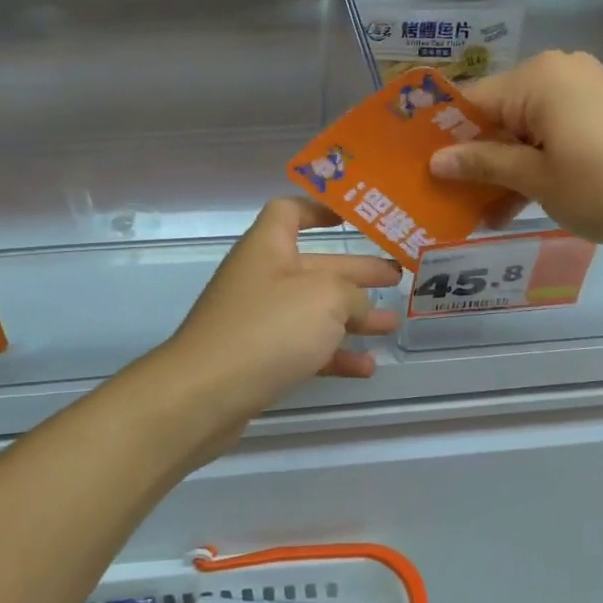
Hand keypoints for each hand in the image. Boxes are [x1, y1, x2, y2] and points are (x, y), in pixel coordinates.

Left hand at [160, 199, 402, 419]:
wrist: (205, 394)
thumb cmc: (268, 329)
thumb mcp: (326, 299)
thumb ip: (352, 294)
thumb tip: (357, 307)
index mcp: (268, 248)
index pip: (290, 211)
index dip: (319, 209)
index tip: (351, 218)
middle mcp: (262, 279)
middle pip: (315, 266)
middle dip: (357, 272)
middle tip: (397, 277)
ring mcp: (258, 321)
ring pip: (314, 311)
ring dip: (353, 317)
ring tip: (391, 325)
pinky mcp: (259, 359)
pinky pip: (304, 349)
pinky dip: (334, 355)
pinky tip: (366, 368)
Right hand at [428, 50, 602, 252]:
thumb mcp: (536, 178)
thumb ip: (483, 163)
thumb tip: (435, 161)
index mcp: (537, 78)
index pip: (471, 102)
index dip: (443, 137)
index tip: (420, 170)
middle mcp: (559, 72)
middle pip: (497, 114)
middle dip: (475, 157)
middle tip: (449, 198)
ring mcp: (584, 90)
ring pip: (524, 128)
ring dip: (504, 167)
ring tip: (482, 212)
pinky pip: (551, 133)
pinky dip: (534, 163)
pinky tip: (518, 202)